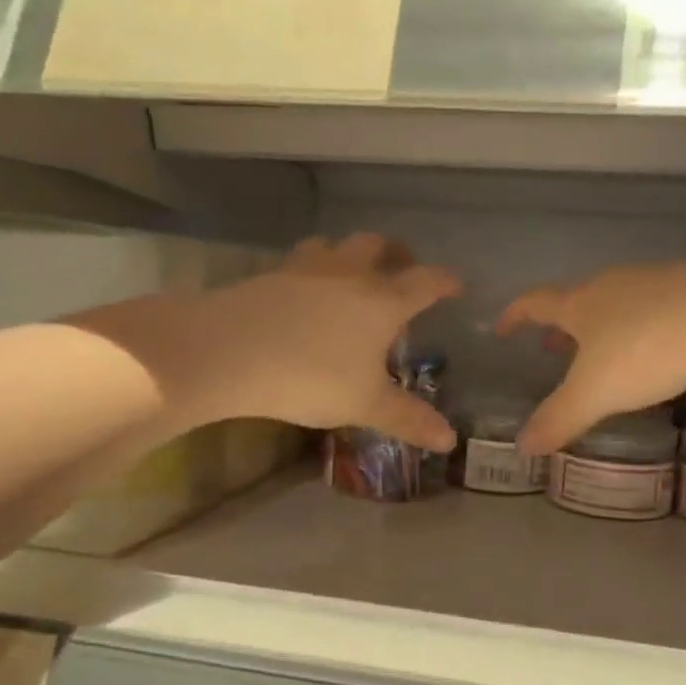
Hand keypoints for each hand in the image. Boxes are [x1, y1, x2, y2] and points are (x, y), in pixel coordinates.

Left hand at [155, 234, 460, 449]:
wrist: (229, 351)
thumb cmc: (311, 377)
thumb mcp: (365, 404)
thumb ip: (408, 418)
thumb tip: (449, 440)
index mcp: (383, 301)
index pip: (426, 281)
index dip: (445, 281)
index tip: (456, 285)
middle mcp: (349, 273)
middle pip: (379, 246)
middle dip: (396, 254)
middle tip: (401, 269)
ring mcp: (306, 268)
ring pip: (336, 245)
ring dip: (350, 253)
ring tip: (351, 272)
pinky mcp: (270, 274)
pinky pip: (300, 260)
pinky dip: (313, 268)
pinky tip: (303, 290)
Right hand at [498, 254, 685, 453]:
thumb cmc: (648, 347)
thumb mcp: (597, 392)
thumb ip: (559, 418)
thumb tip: (521, 446)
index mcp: (580, 304)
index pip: (534, 303)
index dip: (515, 315)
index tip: (501, 328)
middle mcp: (612, 285)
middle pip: (577, 301)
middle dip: (562, 327)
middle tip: (553, 351)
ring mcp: (654, 282)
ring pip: (616, 304)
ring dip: (601, 328)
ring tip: (604, 356)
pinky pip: (652, 308)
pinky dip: (639, 328)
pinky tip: (657, 351)